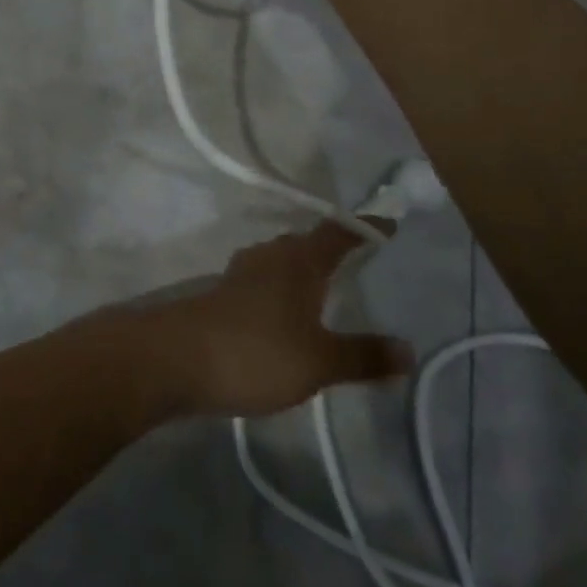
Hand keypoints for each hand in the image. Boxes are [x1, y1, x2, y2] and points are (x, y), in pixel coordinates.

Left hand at [125, 222, 412, 418]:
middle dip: (331, 248)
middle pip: (307, 242)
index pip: (339, 232)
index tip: (389, 225)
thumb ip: (363, 356)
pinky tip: (284, 315)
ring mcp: (242, 272)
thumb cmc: (257, 352)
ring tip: (324, 290)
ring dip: (303, 270)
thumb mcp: (319, 361)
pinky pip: (263, 281)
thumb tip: (409, 350)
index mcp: (300, 260)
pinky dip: (281, 290)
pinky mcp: (222, 293)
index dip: (365, 227)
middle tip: (359, 261)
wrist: (177, 359)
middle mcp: (271, 255)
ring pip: (281, 261)